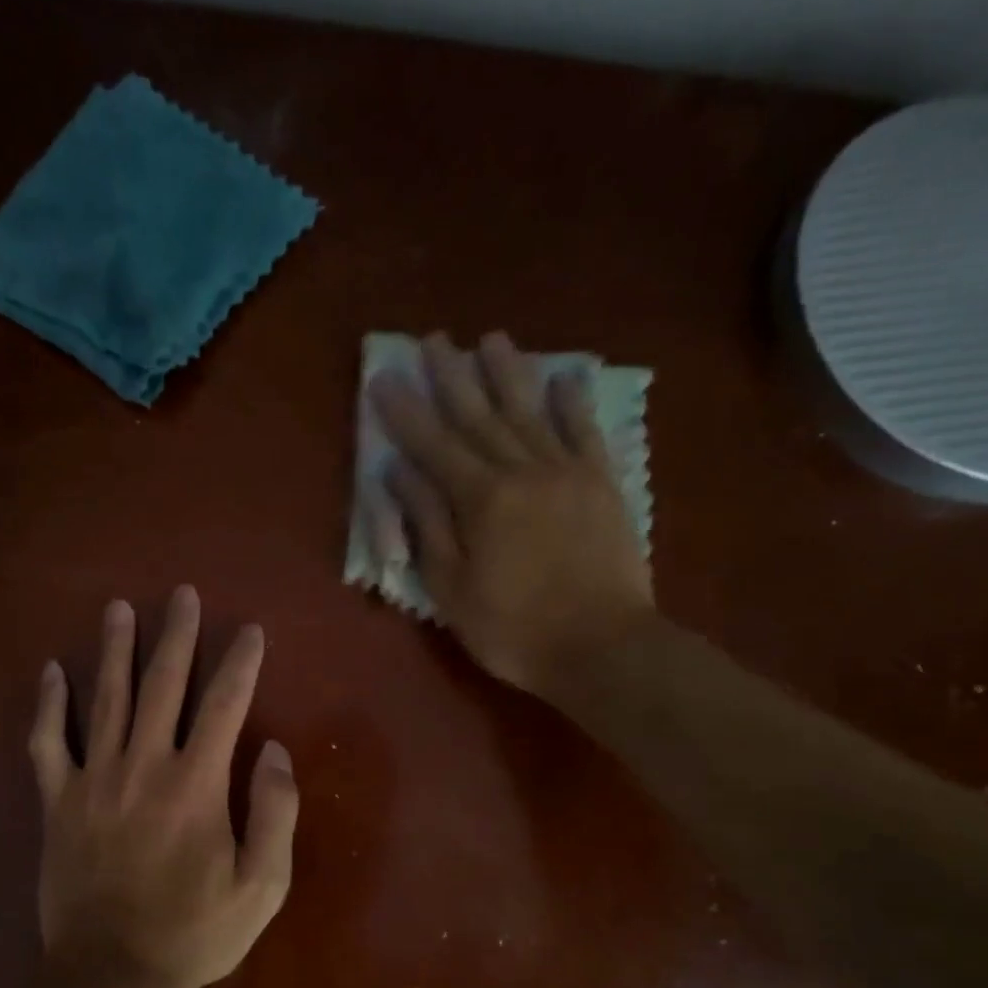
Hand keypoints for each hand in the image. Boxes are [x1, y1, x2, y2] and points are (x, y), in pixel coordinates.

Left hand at [28, 587, 298, 987]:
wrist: (112, 974)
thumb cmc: (195, 932)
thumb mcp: (262, 885)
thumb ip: (275, 813)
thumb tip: (276, 751)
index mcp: (197, 784)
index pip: (225, 704)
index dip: (240, 662)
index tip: (250, 630)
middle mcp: (144, 766)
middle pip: (162, 685)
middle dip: (176, 636)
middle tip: (182, 595)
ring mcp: (94, 780)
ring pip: (105, 699)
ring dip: (114, 650)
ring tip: (118, 608)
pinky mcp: (57, 802)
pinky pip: (48, 743)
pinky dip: (48, 706)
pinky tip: (51, 672)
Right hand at [369, 331, 655, 697]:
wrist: (602, 647)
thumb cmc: (512, 629)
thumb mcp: (451, 588)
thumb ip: (427, 525)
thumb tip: (398, 474)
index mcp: (480, 500)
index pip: (433, 446)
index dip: (405, 413)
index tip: (384, 378)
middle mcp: (522, 471)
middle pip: (479, 416)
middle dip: (451, 378)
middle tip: (433, 340)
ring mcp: (567, 473)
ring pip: (530, 412)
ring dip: (508, 374)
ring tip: (490, 340)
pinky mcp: (603, 485)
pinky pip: (586, 432)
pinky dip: (574, 403)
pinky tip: (566, 376)